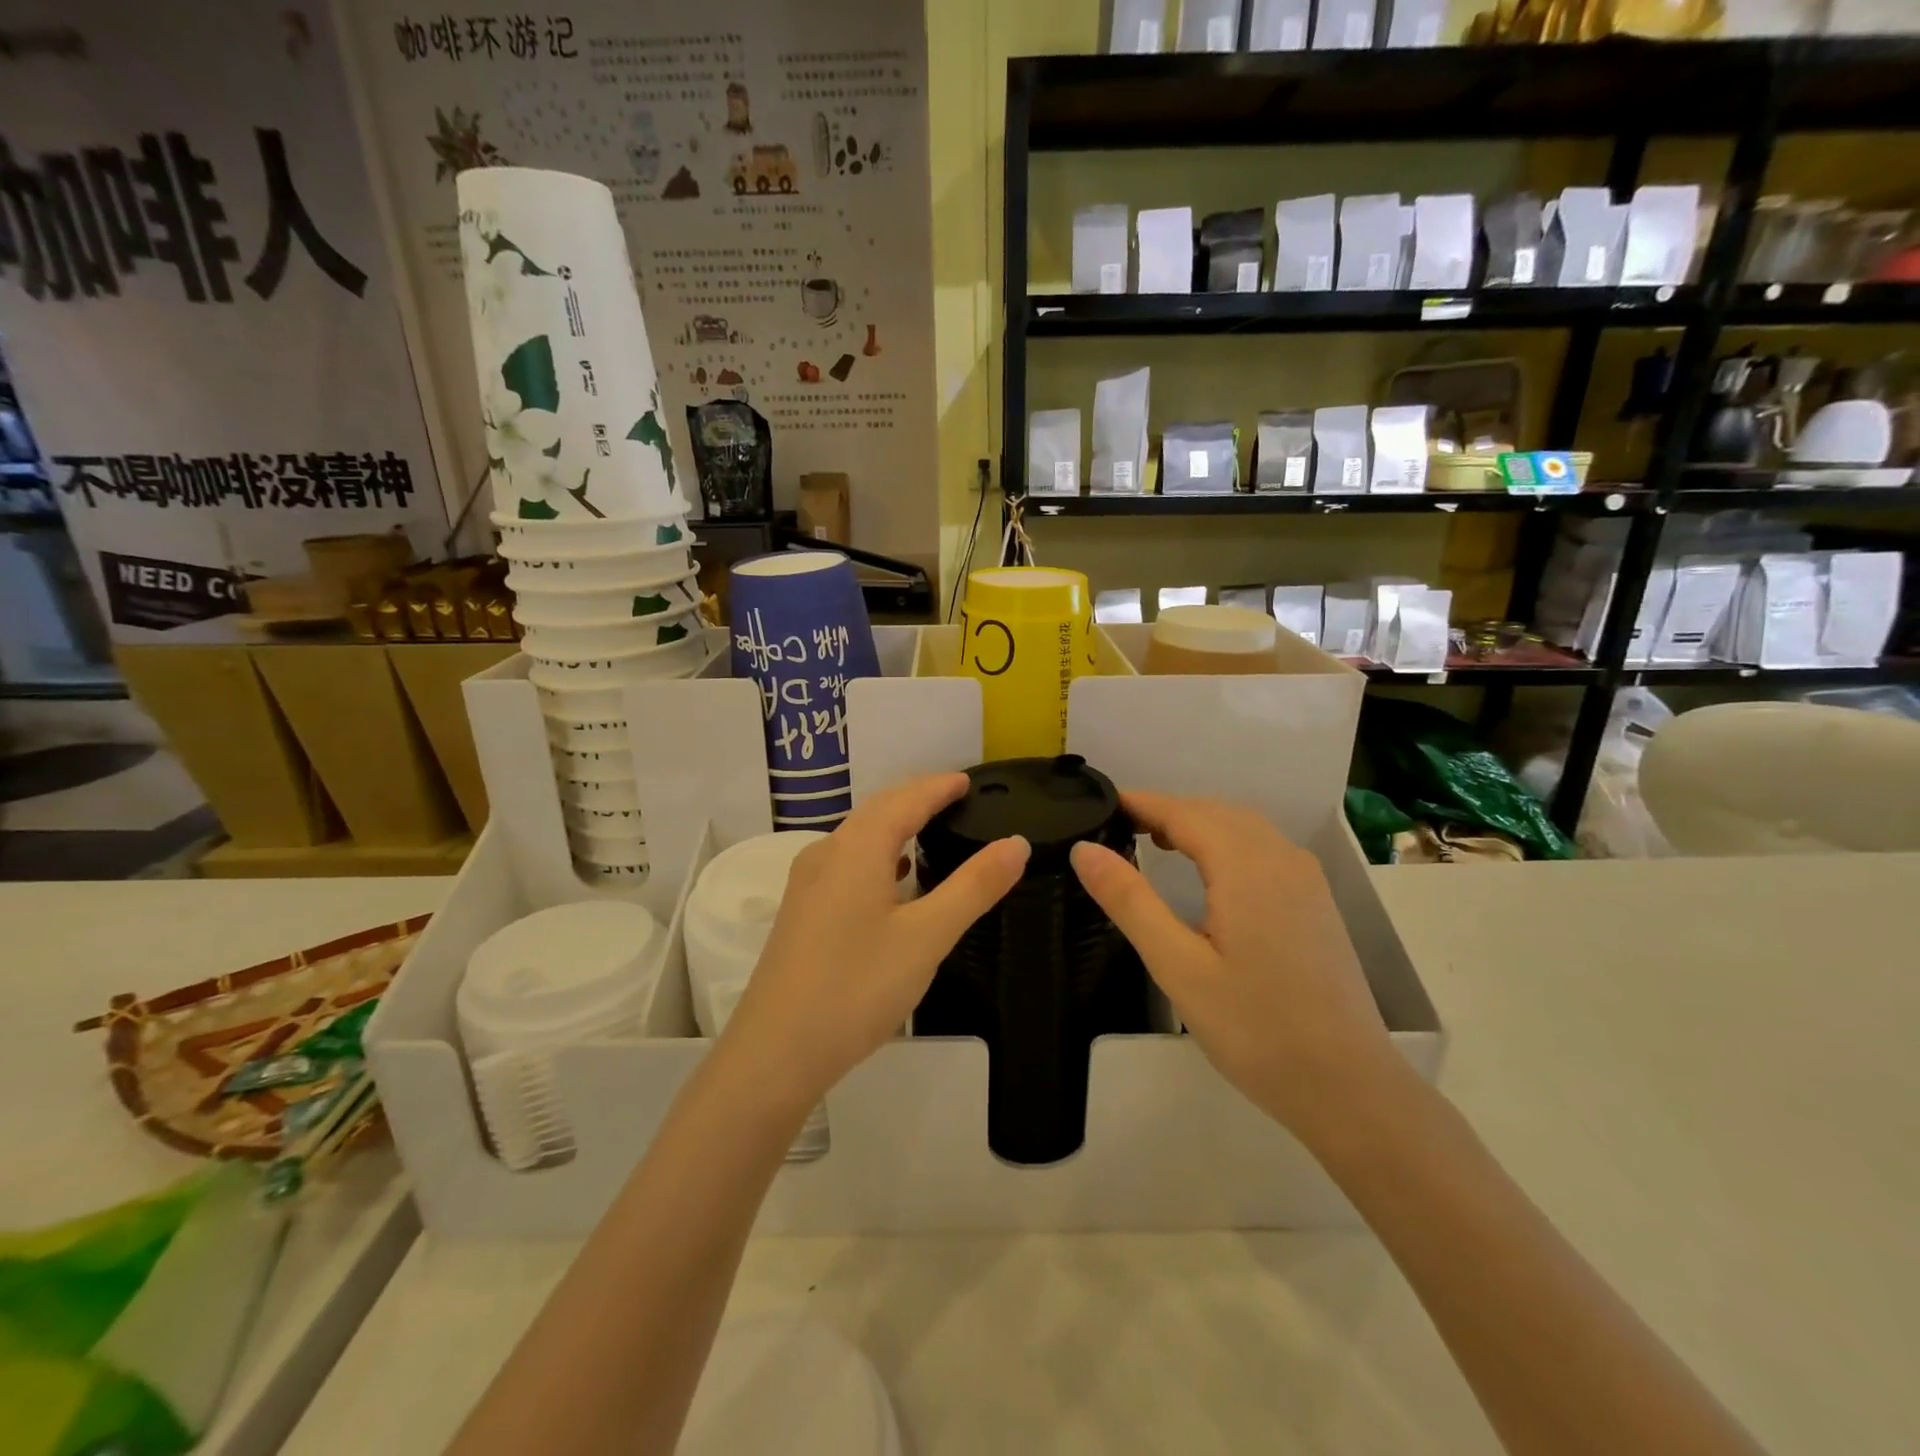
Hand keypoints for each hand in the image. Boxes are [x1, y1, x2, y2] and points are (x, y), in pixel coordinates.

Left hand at [718, 773, 1028, 1111]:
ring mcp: (808, 883)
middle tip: (956, 798)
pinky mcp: (802, 912)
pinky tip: (895, 879)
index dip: (939, 786)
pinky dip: (878, 857)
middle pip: (878, 811)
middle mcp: (827, 853)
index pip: (905, 799)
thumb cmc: (857, 987)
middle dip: (917, 799)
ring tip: (932, 830)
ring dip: (896, 826)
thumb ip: (973, 886)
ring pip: (859, 838)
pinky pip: (848, 864)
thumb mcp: (927, 936)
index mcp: (857, 848)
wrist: (776, 1052)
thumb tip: (1016, 843)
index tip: (969, 780)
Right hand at [1069, 792, 1396, 1141]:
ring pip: (1243, 827)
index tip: (1101, 803)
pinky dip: (1226, 842)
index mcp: (1246, 866)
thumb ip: (1129, 901)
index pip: (1183, 812)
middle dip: (1166, 811)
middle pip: (1215, 812)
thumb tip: (1083, 849)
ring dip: (1198, 824)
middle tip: (1118, 827)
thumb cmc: (1254, 1029)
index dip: (1141, 803)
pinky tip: (1209, 873)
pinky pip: (1264, 848)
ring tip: (1154, 842)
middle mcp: (1281, 858)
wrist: (1349, 1087)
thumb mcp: (1177, 966)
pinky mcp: (1316, 903)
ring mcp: (1306, 880)